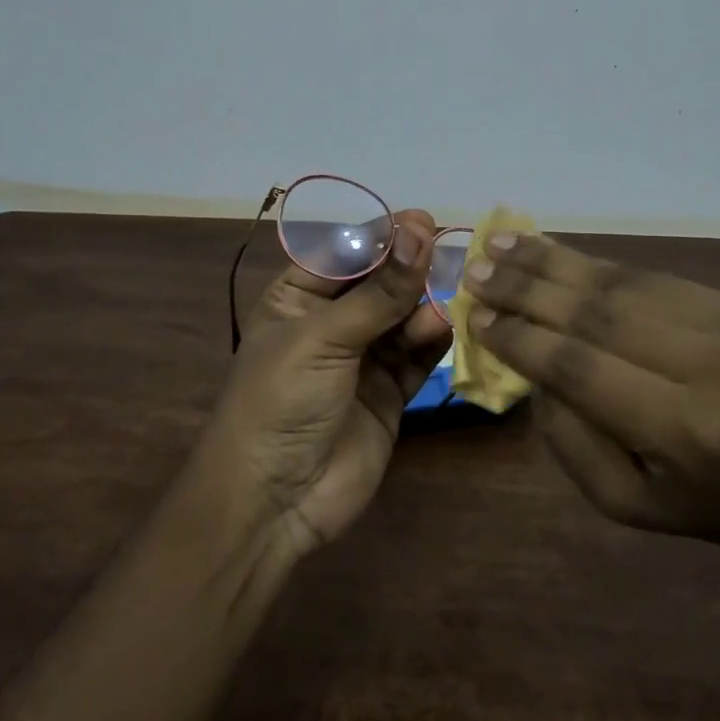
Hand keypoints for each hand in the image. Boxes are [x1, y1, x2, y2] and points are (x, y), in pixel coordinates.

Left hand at [197, 210, 452, 555]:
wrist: (273, 500)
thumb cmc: (280, 400)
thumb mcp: (323, 338)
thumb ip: (378, 291)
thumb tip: (419, 229)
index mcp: (296, 298)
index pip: (344, 253)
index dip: (380, 236)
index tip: (420, 220)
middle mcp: (331, 323)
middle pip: (379, 282)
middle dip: (408, 268)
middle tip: (446, 251)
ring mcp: (362, 359)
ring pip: (403, 317)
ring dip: (422, 305)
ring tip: (440, 304)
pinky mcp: (389, 393)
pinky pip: (417, 356)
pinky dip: (432, 340)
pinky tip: (444, 328)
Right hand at [462, 233, 719, 550]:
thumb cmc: (705, 503)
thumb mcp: (625, 502)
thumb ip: (569, 438)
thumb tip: (530, 361)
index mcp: (686, 430)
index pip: (582, 368)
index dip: (523, 339)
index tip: (477, 317)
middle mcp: (709, 366)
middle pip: (596, 314)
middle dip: (526, 289)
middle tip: (474, 271)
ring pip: (617, 282)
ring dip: (549, 261)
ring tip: (496, 243)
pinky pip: (641, 275)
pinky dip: (586, 263)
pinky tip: (545, 250)